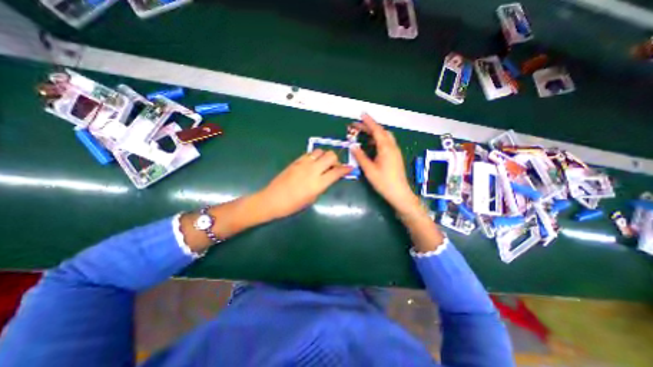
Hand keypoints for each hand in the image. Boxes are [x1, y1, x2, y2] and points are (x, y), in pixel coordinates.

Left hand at [259, 148, 352, 217]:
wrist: (272, 200)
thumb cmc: (293, 205)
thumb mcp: (312, 198)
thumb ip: (322, 186)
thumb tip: (329, 178)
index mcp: (318, 183)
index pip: (337, 172)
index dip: (346, 169)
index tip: (349, 168)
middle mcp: (312, 170)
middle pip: (331, 156)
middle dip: (336, 160)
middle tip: (334, 167)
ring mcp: (303, 164)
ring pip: (320, 151)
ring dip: (325, 156)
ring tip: (323, 164)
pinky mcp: (296, 161)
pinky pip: (309, 154)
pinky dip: (315, 156)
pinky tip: (312, 163)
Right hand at [350, 113, 420, 213]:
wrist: (399, 193)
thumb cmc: (383, 182)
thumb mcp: (369, 170)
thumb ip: (360, 156)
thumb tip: (353, 146)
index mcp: (386, 148)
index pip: (376, 130)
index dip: (368, 121)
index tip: (361, 114)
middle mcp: (392, 147)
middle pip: (381, 131)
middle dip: (369, 127)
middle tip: (357, 127)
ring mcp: (395, 151)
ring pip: (385, 137)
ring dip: (374, 133)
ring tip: (362, 134)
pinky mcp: (395, 156)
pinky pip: (386, 143)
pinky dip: (378, 140)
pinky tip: (371, 145)